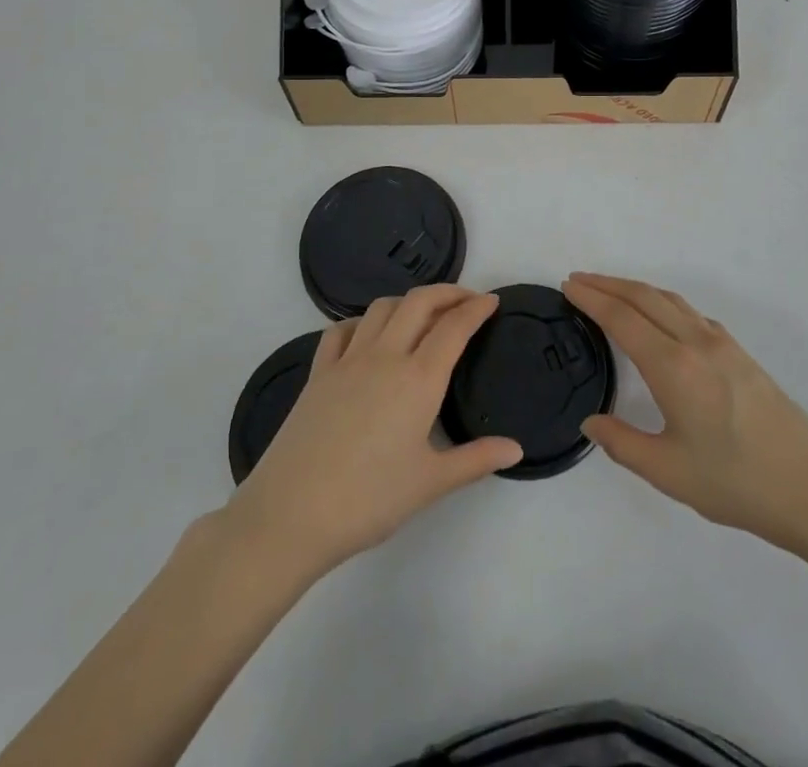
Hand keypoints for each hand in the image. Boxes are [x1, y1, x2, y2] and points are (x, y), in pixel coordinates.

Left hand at [224, 285, 521, 579]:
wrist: (291, 515)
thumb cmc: (369, 500)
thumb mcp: (430, 484)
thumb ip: (476, 460)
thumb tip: (516, 449)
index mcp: (418, 379)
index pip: (454, 327)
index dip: (476, 308)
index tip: (492, 301)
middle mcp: (385, 356)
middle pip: (419, 302)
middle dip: (447, 292)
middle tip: (466, 300)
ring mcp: (347, 361)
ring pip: (382, 308)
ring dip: (408, 301)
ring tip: (423, 314)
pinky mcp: (318, 373)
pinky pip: (341, 330)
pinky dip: (362, 321)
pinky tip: (367, 335)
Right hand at [566, 273, 807, 556]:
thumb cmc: (737, 483)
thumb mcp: (669, 472)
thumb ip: (622, 444)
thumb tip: (590, 422)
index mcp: (674, 367)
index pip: (623, 319)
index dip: (592, 299)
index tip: (568, 286)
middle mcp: (696, 343)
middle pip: (644, 298)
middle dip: (608, 284)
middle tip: (579, 279)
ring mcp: (723, 345)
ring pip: (671, 300)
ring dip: (636, 289)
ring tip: (611, 290)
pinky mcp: (741, 354)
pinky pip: (692, 314)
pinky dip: (664, 303)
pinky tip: (662, 318)